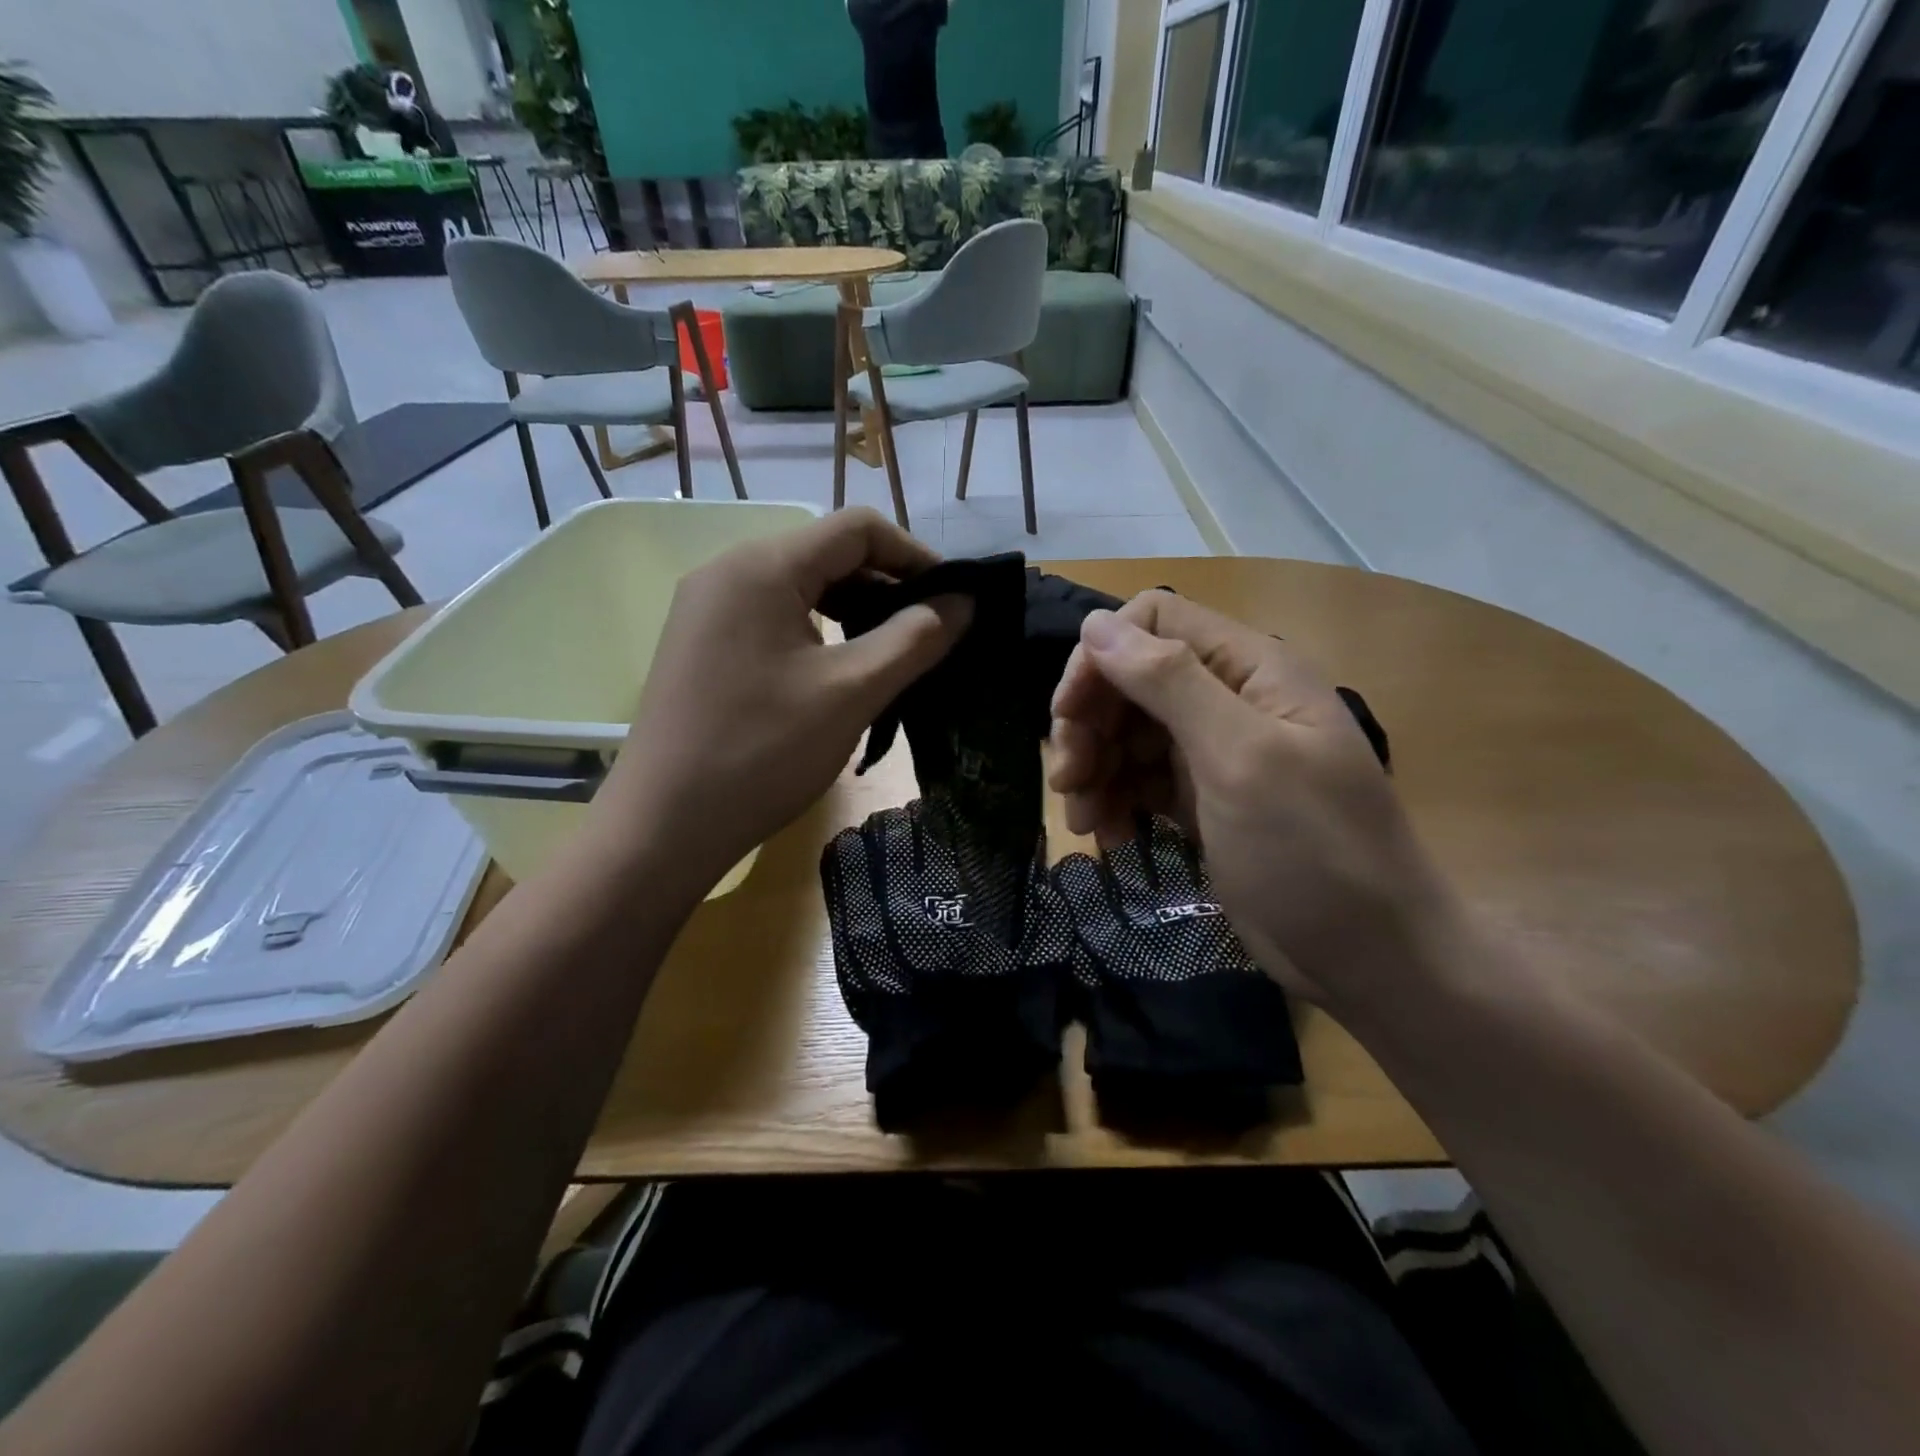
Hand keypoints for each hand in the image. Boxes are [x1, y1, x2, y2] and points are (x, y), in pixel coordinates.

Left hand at [596, 509, 969, 895]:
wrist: (664, 826)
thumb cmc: (763, 753)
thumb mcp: (852, 692)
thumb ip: (915, 638)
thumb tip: (964, 602)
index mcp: (762, 566)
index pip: (857, 528)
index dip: (915, 555)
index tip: (954, 599)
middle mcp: (728, 570)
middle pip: (826, 552)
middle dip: (886, 584)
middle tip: (929, 632)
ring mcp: (707, 608)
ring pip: (800, 586)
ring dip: (853, 608)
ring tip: (892, 652)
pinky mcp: (702, 642)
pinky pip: (772, 615)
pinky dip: (817, 629)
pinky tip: (839, 669)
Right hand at [1047, 590, 1453, 1006]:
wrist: (1370, 958)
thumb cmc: (1313, 852)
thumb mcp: (1240, 759)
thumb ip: (1170, 683)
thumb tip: (1097, 623)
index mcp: (1250, 668)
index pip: (1153, 622)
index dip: (1101, 657)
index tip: (1068, 715)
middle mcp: (1230, 699)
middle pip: (1132, 680)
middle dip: (1091, 724)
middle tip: (1067, 779)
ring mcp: (1215, 753)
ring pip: (1128, 733)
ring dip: (1095, 768)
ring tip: (1084, 820)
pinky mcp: (1203, 801)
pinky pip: (1140, 781)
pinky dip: (1116, 801)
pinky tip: (1109, 835)